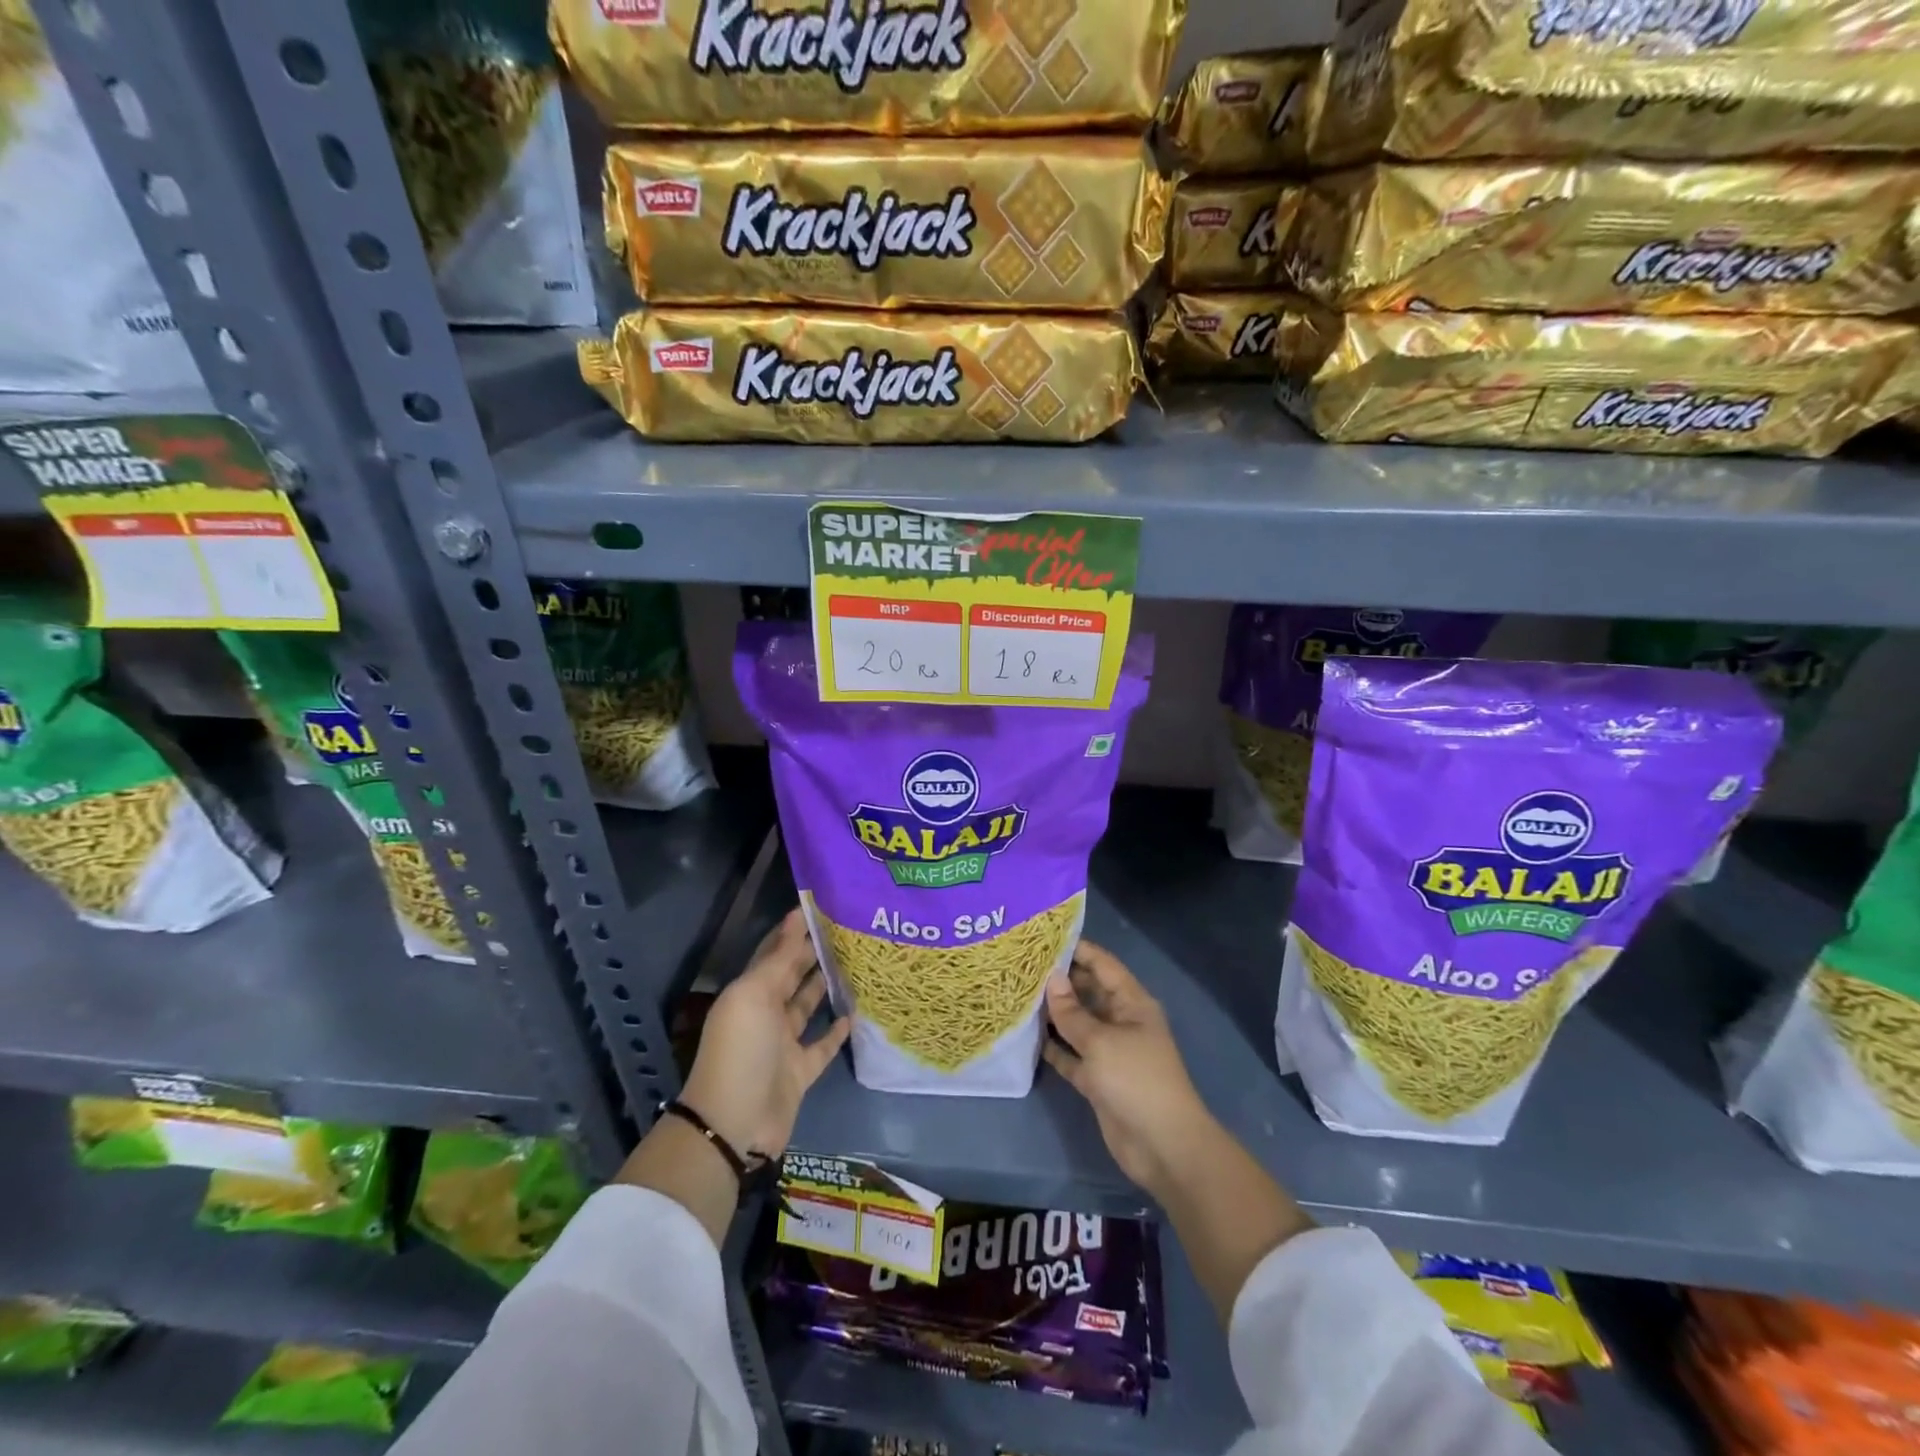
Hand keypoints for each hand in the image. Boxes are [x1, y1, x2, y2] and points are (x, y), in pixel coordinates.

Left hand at [681, 908, 849, 1163]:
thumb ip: (779, 959)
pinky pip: (821, 1045)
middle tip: (847, 929)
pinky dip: (835, 1031)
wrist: (736, 1124)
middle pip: (792, 977)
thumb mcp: (754, 996)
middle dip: (813, 953)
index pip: (774, 953)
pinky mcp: (801, 1071)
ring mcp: (783, 1044)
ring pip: (807, 1007)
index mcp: (749, 992)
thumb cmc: (742, 1049)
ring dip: (825, 986)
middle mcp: (765, 1014)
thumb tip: (796, 916)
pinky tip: (854, 1013)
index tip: (821, 907)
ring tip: (855, 962)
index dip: (793, 931)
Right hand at [1043, 939, 1214, 1197]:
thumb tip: (1051, 978)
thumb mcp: (1100, 1041)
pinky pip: (1072, 1055)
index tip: (1042, 938)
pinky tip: (1027, 1036)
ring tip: (1016, 995)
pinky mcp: (1098, 1079)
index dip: (1076, 949)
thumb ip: (1072, 1012)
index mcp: (1131, 1003)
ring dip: (1052, 1014)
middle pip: (1087, 992)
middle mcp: (1120, 1020)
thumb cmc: (1136, 1080)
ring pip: (1077, 1024)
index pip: (1102, 964)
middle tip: (1020, 966)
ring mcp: (1109, 1051)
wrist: (1162, 1146)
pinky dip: (1054, 1047)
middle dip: (1059, 981)